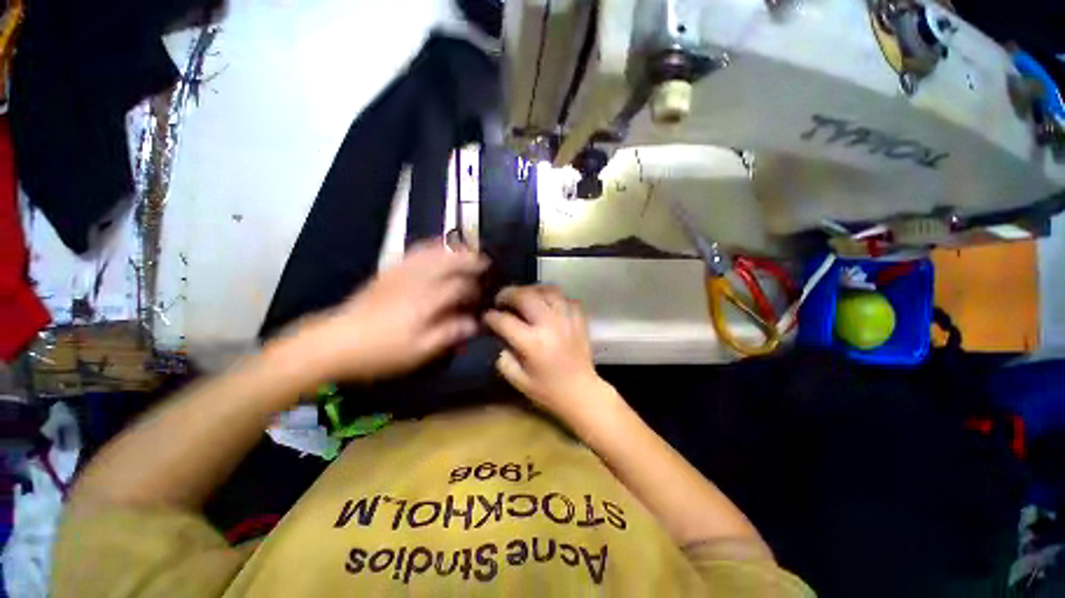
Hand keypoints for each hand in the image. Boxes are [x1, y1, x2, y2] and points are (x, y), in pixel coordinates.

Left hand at [281, 241, 487, 382]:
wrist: (334, 341)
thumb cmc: (381, 351)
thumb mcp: (419, 351)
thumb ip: (450, 333)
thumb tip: (475, 323)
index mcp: (427, 300)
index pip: (460, 286)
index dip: (475, 289)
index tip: (483, 296)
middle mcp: (417, 280)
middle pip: (450, 261)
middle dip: (470, 259)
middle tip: (485, 262)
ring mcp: (401, 272)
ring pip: (434, 252)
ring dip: (453, 250)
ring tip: (467, 252)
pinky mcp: (389, 271)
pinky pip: (415, 251)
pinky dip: (431, 247)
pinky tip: (437, 249)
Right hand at [484, 285, 607, 420]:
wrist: (581, 391)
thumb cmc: (547, 389)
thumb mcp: (517, 379)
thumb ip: (504, 357)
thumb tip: (501, 336)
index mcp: (532, 343)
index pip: (505, 320)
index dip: (491, 316)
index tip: (487, 317)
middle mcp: (550, 325)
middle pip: (525, 296)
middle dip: (508, 294)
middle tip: (501, 299)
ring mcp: (567, 318)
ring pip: (548, 290)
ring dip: (532, 290)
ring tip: (524, 296)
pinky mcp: (579, 318)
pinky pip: (565, 297)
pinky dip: (553, 297)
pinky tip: (546, 304)